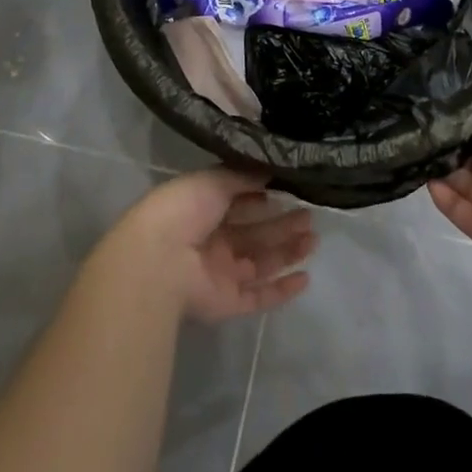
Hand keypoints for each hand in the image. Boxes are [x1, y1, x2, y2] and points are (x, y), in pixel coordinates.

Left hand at [110, 170, 316, 322]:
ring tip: (313, 239)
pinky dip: (282, 290)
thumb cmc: (183, 210)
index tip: (291, 189)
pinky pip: (259, 297)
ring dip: (287, 252)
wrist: (158, 260)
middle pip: (255, 233)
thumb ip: (243, 176)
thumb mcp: (214, 180)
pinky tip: (305, 278)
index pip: (240, 202)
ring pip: (261, 263)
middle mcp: (212, 242)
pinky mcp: (227, 303)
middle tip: (310, 216)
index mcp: (203, 210)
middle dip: (282, 224)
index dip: (264, 197)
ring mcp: (220, 274)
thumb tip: (270, 169)